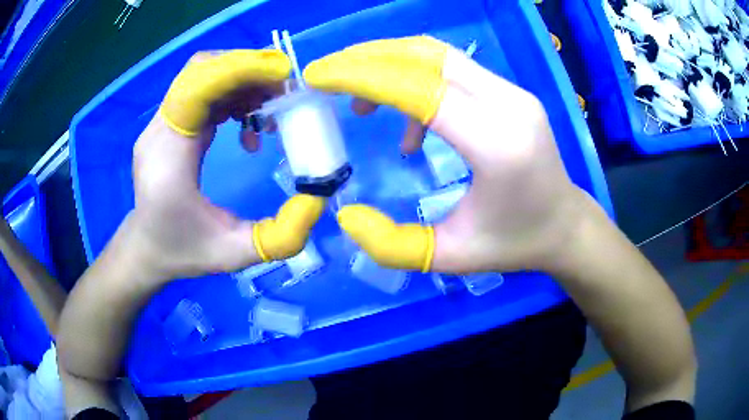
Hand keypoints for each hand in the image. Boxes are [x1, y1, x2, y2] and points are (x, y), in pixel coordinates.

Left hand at [130, 50, 324, 280]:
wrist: (145, 248)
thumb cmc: (182, 251)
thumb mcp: (233, 254)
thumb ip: (279, 236)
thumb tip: (317, 200)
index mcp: (168, 153)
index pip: (197, 85)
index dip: (240, 69)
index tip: (283, 76)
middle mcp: (161, 129)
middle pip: (202, 69)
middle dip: (248, 70)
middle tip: (285, 92)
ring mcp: (162, 123)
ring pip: (203, 75)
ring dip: (243, 81)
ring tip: (271, 110)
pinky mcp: (170, 124)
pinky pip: (202, 91)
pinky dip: (232, 95)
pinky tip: (248, 123)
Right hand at [304, 36, 589, 273]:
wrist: (565, 225)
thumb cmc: (514, 244)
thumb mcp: (451, 256)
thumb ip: (393, 244)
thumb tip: (346, 215)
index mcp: (497, 145)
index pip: (419, 89)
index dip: (362, 77)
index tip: (319, 76)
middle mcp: (509, 105)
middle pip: (427, 56)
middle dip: (368, 59)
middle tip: (330, 76)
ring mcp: (514, 93)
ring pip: (439, 56)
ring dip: (391, 65)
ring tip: (362, 103)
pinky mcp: (512, 92)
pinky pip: (455, 71)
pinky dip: (417, 82)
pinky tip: (412, 127)